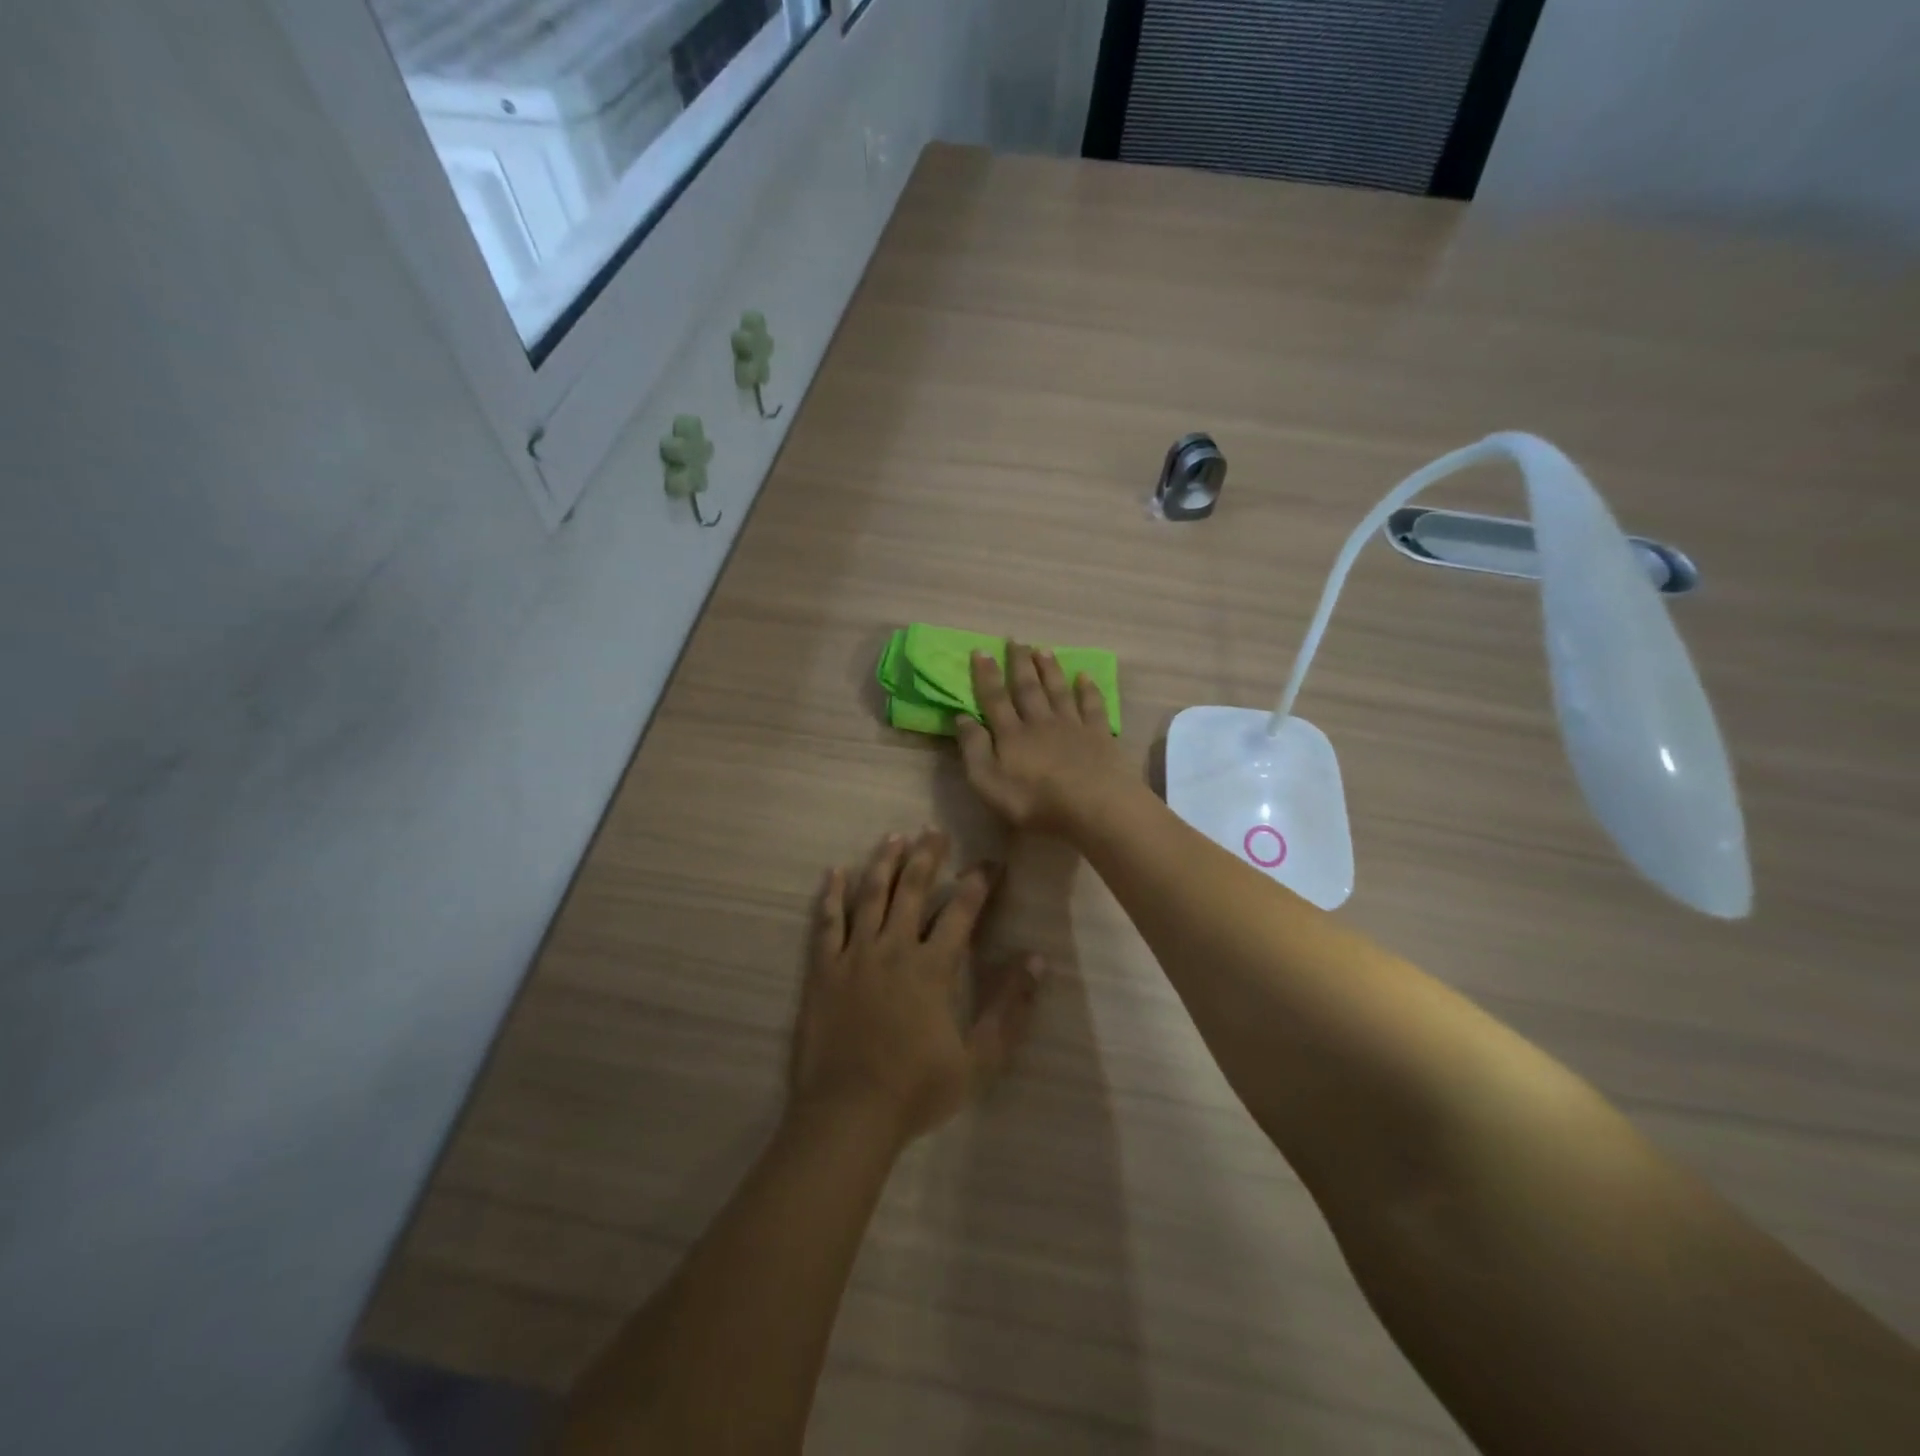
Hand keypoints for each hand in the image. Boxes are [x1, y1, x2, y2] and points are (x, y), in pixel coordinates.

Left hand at [791, 829, 1044, 1144]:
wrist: (849, 1114)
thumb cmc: (917, 1089)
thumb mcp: (979, 1059)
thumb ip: (1009, 1008)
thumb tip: (1037, 961)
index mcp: (933, 967)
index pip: (962, 911)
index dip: (978, 882)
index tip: (990, 862)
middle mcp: (894, 948)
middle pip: (913, 889)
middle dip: (927, 856)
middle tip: (935, 830)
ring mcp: (854, 955)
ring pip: (871, 895)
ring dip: (884, 863)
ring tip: (894, 836)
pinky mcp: (823, 969)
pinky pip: (827, 922)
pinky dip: (831, 895)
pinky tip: (835, 872)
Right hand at [955, 643, 1135, 833]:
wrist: (1093, 806)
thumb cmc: (1034, 801)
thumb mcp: (988, 782)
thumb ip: (974, 749)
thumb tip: (961, 717)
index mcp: (1011, 734)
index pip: (995, 698)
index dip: (986, 675)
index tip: (981, 651)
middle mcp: (1040, 722)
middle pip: (1028, 688)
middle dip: (1019, 663)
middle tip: (1015, 640)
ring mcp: (1072, 726)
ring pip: (1058, 690)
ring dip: (1049, 669)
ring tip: (1042, 649)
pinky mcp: (1099, 735)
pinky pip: (1092, 706)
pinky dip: (1088, 689)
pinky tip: (1084, 677)